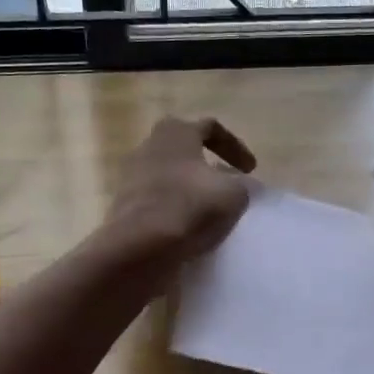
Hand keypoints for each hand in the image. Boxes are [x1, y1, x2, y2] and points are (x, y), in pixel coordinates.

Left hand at [105, 116, 256, 262]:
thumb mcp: (233, 194)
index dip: (235, 146)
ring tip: (206, 205)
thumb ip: (242, 185)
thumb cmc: (190, 207)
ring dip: (188, 186)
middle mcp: (149, 145)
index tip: (250, 170)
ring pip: (168, 173)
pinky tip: (186, 224)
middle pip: (184, 148)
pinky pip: (155, 197)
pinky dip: (173, 205)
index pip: (211, 128)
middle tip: (224, 180)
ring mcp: (131, 174)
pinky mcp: (123, 203)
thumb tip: (238, 187)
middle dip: (207, 163)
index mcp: (176, 132)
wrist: (138, 246)